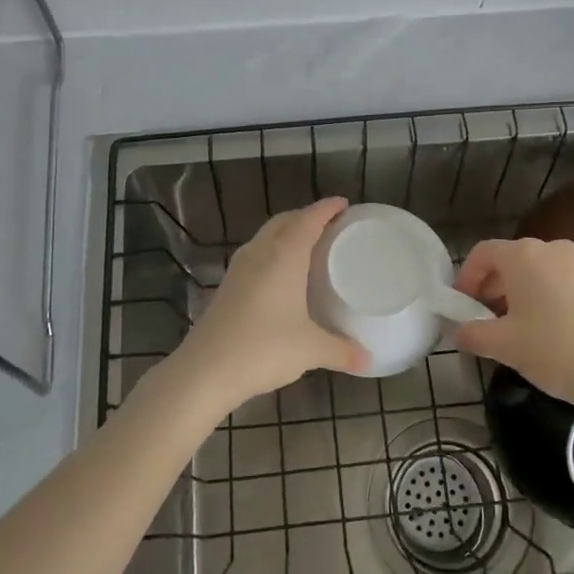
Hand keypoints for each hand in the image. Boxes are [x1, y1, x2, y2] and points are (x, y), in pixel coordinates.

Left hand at [171, 197, 368, 412]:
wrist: (205, 369)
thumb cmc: (263, 348)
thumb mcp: (310, 350)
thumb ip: (341, 351)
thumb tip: (368, 359)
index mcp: (283, 256)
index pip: (308, 219)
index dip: (326, 208)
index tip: (343, 203)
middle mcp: (260, 253)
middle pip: (285, 221)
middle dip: (306, 216)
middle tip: (329, 224)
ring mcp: (239, 269)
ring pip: (266, 236)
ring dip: (286, 232)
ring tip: (307, 243)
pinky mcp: (227, 286)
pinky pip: (255, 254)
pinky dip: (273, 251)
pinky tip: (280, 273)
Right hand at [453, 237, 573, 415]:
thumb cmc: (554, 350)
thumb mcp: (503, 345)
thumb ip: (472, 333)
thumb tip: (457, 331)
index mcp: (523, 255)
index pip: (482, 253)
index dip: (465, 278)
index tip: (460, 306)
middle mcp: (550, 248)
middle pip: (508, 259)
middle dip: (490, 286)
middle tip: (482, 318)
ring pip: (534, 270)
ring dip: (515, 292)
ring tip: (511, 326)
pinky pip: (556, 280)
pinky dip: (541, 296)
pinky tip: (542, 328)